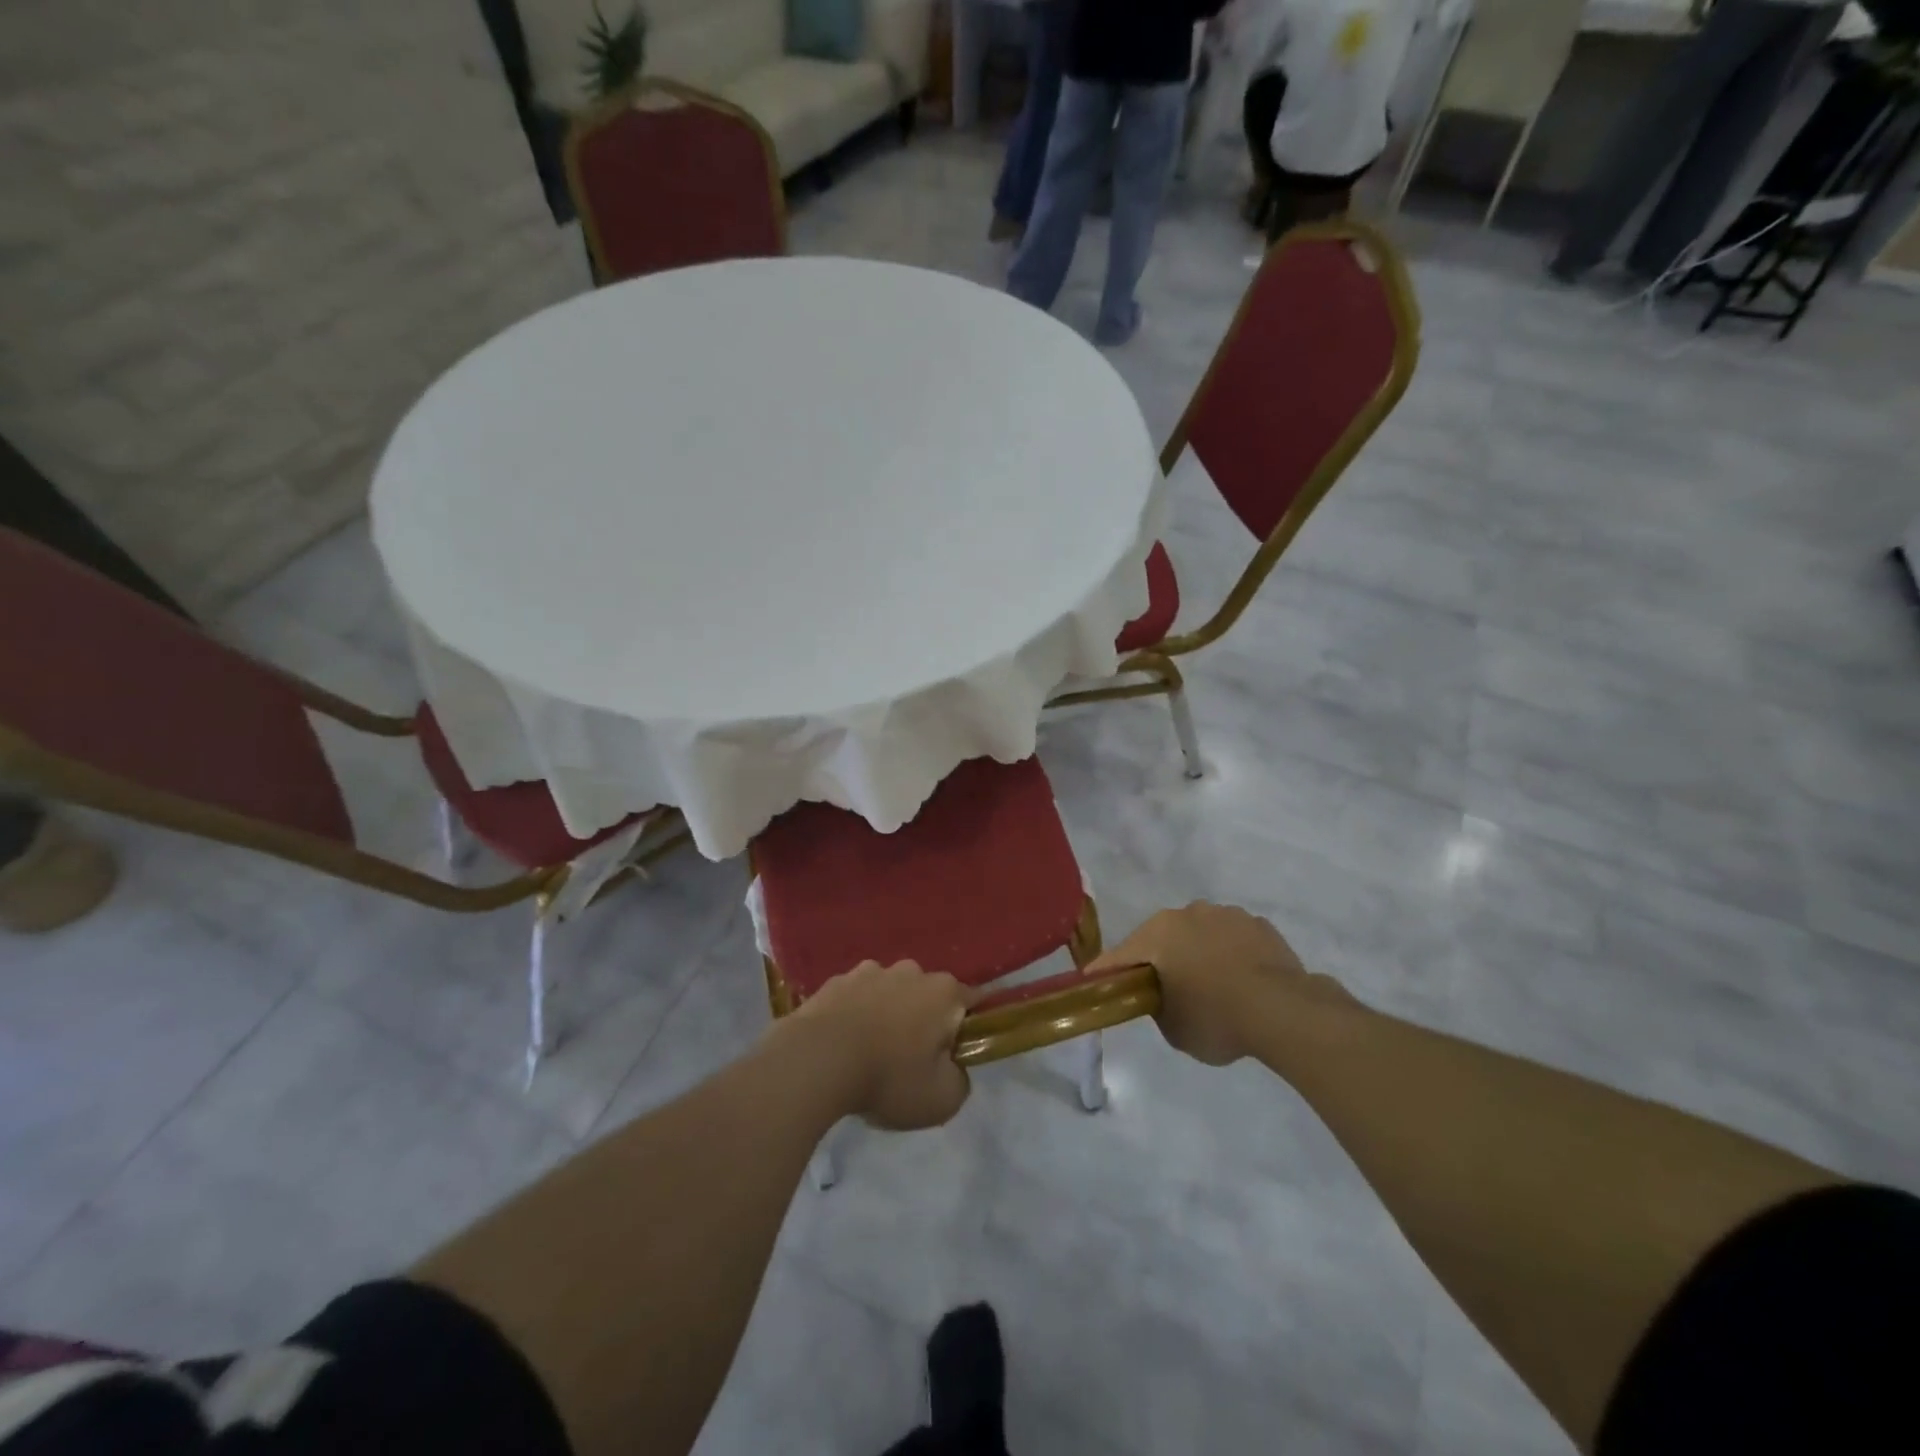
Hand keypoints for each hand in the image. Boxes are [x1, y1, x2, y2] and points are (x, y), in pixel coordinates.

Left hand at [785, 961, 973, 1129]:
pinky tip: (842, 1044)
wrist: (816, 1061)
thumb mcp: (942, 1099)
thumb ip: (960, 1081)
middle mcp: (910, 971)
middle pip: (926, 996)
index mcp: (944, 992)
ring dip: (886, 1014)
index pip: (970, 1002)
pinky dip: (854, 1015)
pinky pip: (855, 998)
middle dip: (922, 1021)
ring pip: (889, 993)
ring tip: (869, 1053)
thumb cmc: (889, 1077)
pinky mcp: (835, 981)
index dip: (964, 1030)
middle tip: (908, 1060)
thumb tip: (953, 1068)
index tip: (951, 1056)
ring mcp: (869, 971)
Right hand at [1089, 902, 1344, 1064]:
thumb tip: (1163, 998)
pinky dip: (1231, 956)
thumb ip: (1158, 1006)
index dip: (1105, 971)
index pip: (1121, 955)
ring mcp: (1227, 915)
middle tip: (1164, 990)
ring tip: (1213, 987)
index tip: (1092, 981)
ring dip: (1199, 953)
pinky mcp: (1260, 925)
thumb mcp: (1173, 1028)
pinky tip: (1242, 982)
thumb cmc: (1216, 1018)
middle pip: (1163, 938)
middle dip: (1161, 960)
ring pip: (1201, 934)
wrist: (1283, 1010)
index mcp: (1159, 933)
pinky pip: (1234, 940)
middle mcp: (1189, 913)